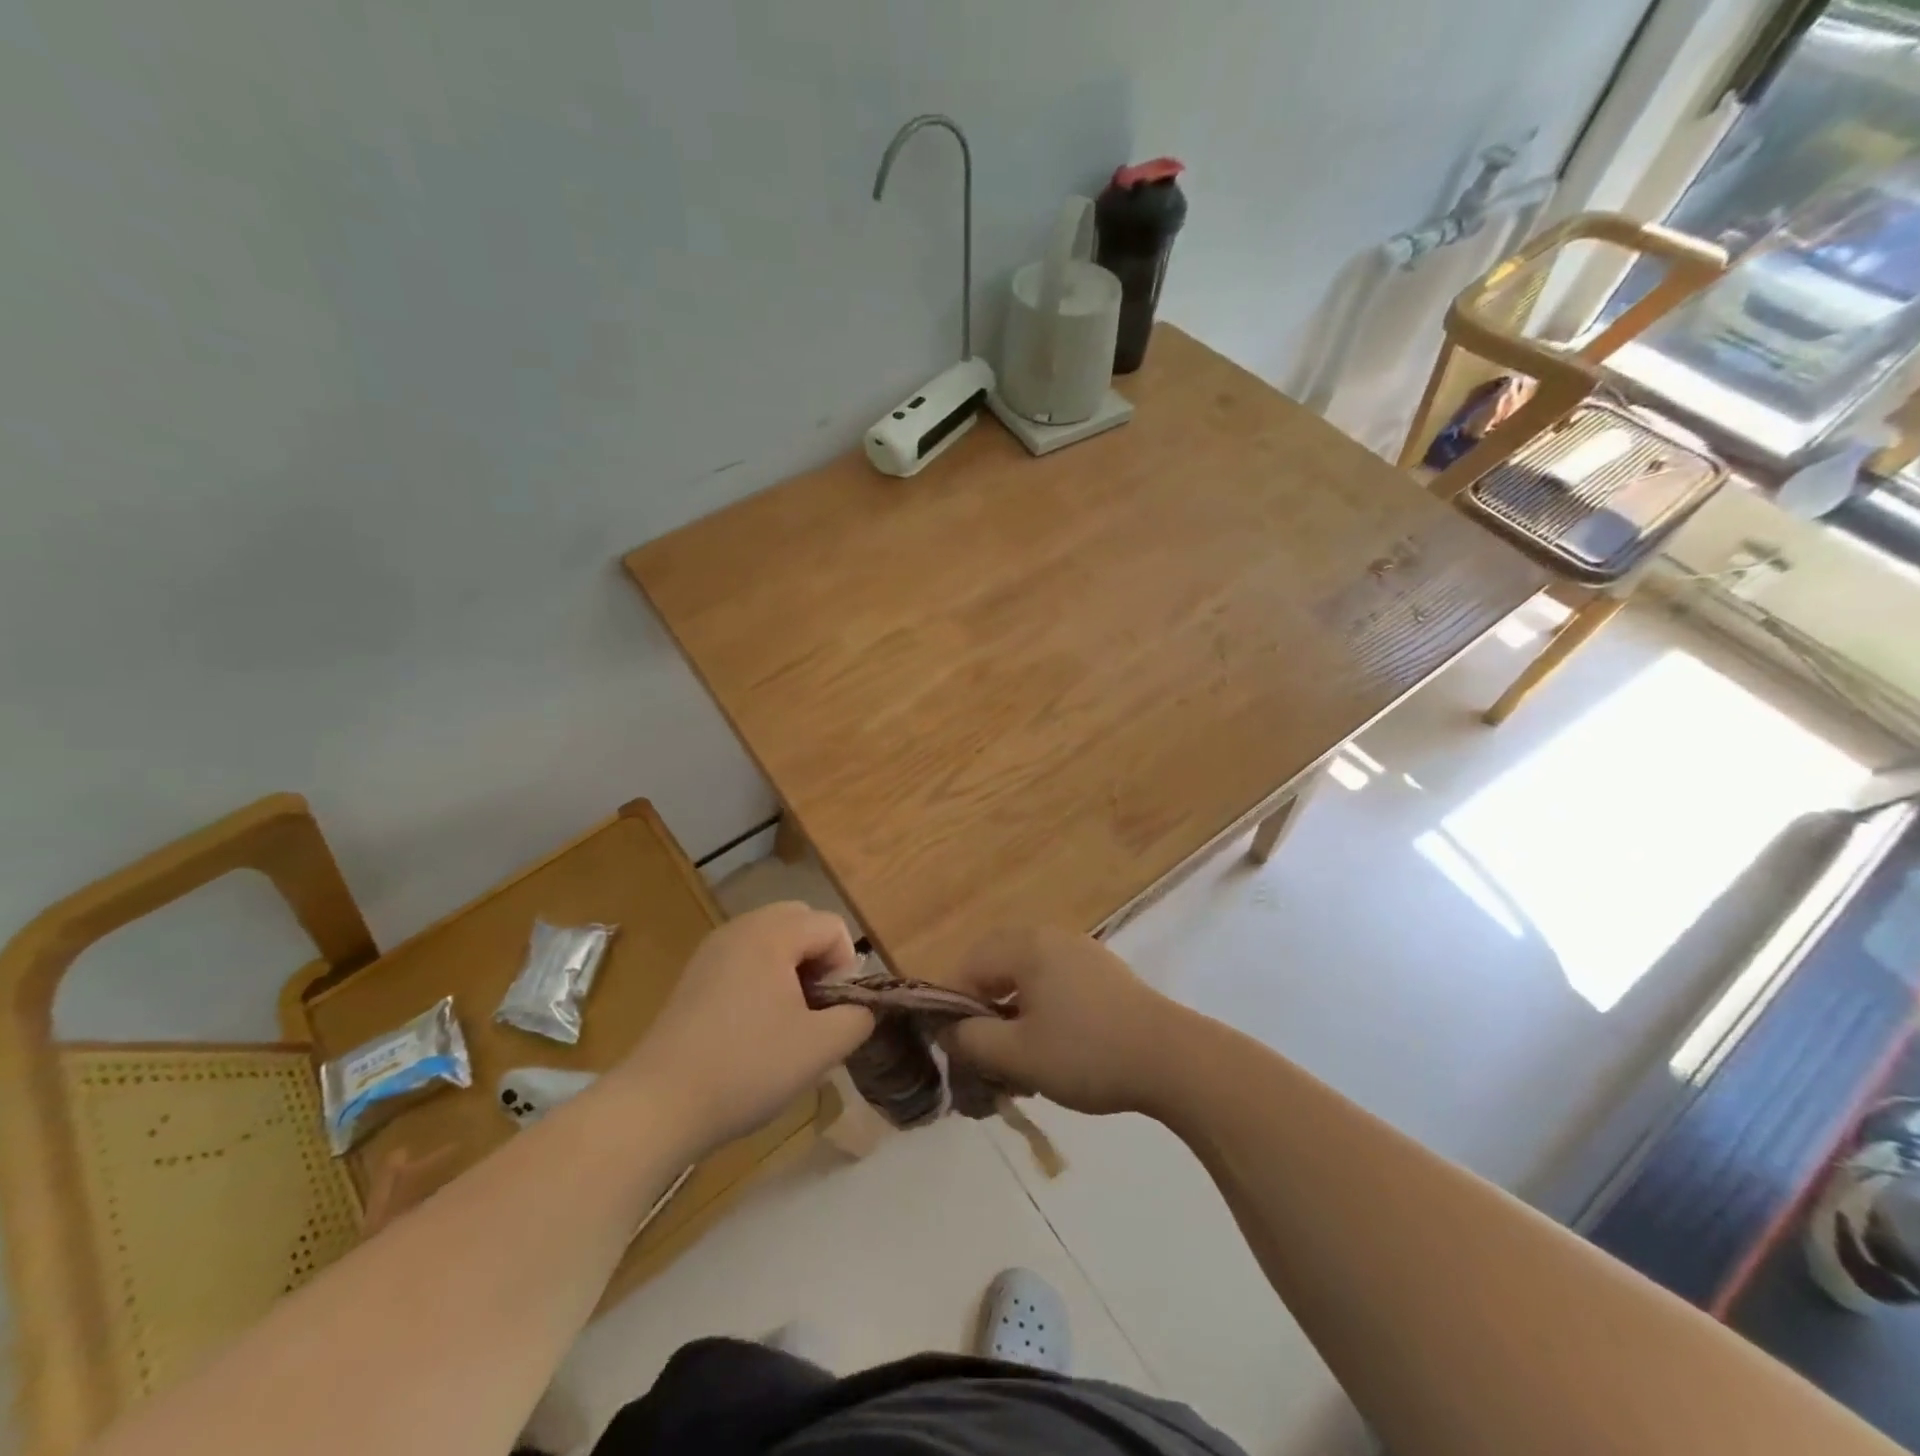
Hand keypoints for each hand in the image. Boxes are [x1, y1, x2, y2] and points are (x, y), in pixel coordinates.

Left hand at [619, 902, 873, 1153]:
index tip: (830, 1013)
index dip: (845, 968)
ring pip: (773, 940)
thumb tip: (862, 1008)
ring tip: (786, 1021)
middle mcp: (741, 927)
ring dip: (792, 970)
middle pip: (801, 922)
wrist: (657, 1105)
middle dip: (820, 961)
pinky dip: (763, 978)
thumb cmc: (746, 1068)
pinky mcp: (694, 975)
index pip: (832, 927)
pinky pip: (745, 957)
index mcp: (772, 933)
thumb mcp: (820, 1047)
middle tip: (813, 1011)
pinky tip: (753, 1027)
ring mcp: (713, 949)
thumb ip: (858, 1018)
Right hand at [940, 927, 1184, 1115]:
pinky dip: (1040, 1012)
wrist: (1172, 1059)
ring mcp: (1080, 952)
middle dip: (983, 1013)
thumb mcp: (1018, 1055)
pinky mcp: (1103, 973)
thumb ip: (970, 1041)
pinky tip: (1051, 1049)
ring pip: (1026, 978)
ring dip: (1012, 1016)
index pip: (968, 966)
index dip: (952, 1008)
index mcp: (1026, 946)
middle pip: (996, 968)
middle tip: (984, 1055)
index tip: (957, 1050)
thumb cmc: (1087, 1053)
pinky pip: (1054, 983)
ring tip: (1017, 1061)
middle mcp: (1050, 937)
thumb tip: (945, 1031)